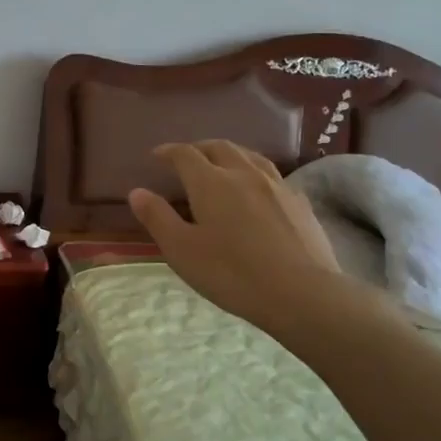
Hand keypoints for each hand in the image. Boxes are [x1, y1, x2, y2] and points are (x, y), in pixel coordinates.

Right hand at [128, 141, 372, 340]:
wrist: (302, 294)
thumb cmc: (232, 273)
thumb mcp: (182, 250)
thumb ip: (157, 218)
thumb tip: (137, 192)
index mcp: (211, 182)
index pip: (185, 154)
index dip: (169, 152)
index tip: (157, 156)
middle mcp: (244, 173)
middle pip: (219, 147)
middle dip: (199, 148)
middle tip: (186, 158)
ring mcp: (277, 186)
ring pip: (250, 156)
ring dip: (229, 154)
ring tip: (221, 164)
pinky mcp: (301, 203)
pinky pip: (272, 176)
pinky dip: (255, 173)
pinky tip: (258, 190)